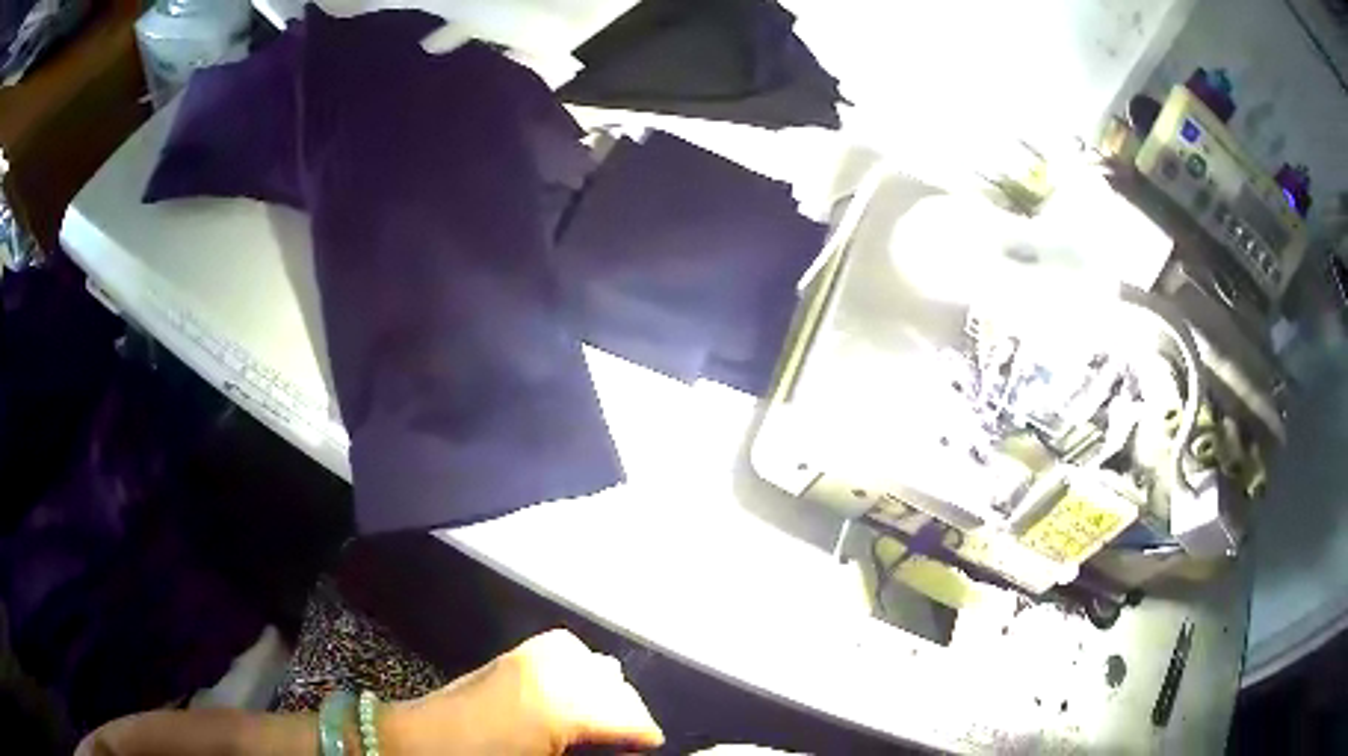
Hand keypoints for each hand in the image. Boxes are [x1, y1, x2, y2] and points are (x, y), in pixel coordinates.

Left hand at [382, 629, 663, 754]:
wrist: (419, 745)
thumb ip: (592, 750)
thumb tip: (622, 745)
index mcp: (562, 706)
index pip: (629, 715)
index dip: (645, 735)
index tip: (648, 747)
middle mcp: (552, 671)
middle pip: (615, 686)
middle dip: (627, 714)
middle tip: (626, 741)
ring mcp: (530, 656)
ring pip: (594, 664)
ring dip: (604, 692)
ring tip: (603, 720)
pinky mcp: (513, 654)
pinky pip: (566, 652)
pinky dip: (580, 670)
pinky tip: (573, 693)